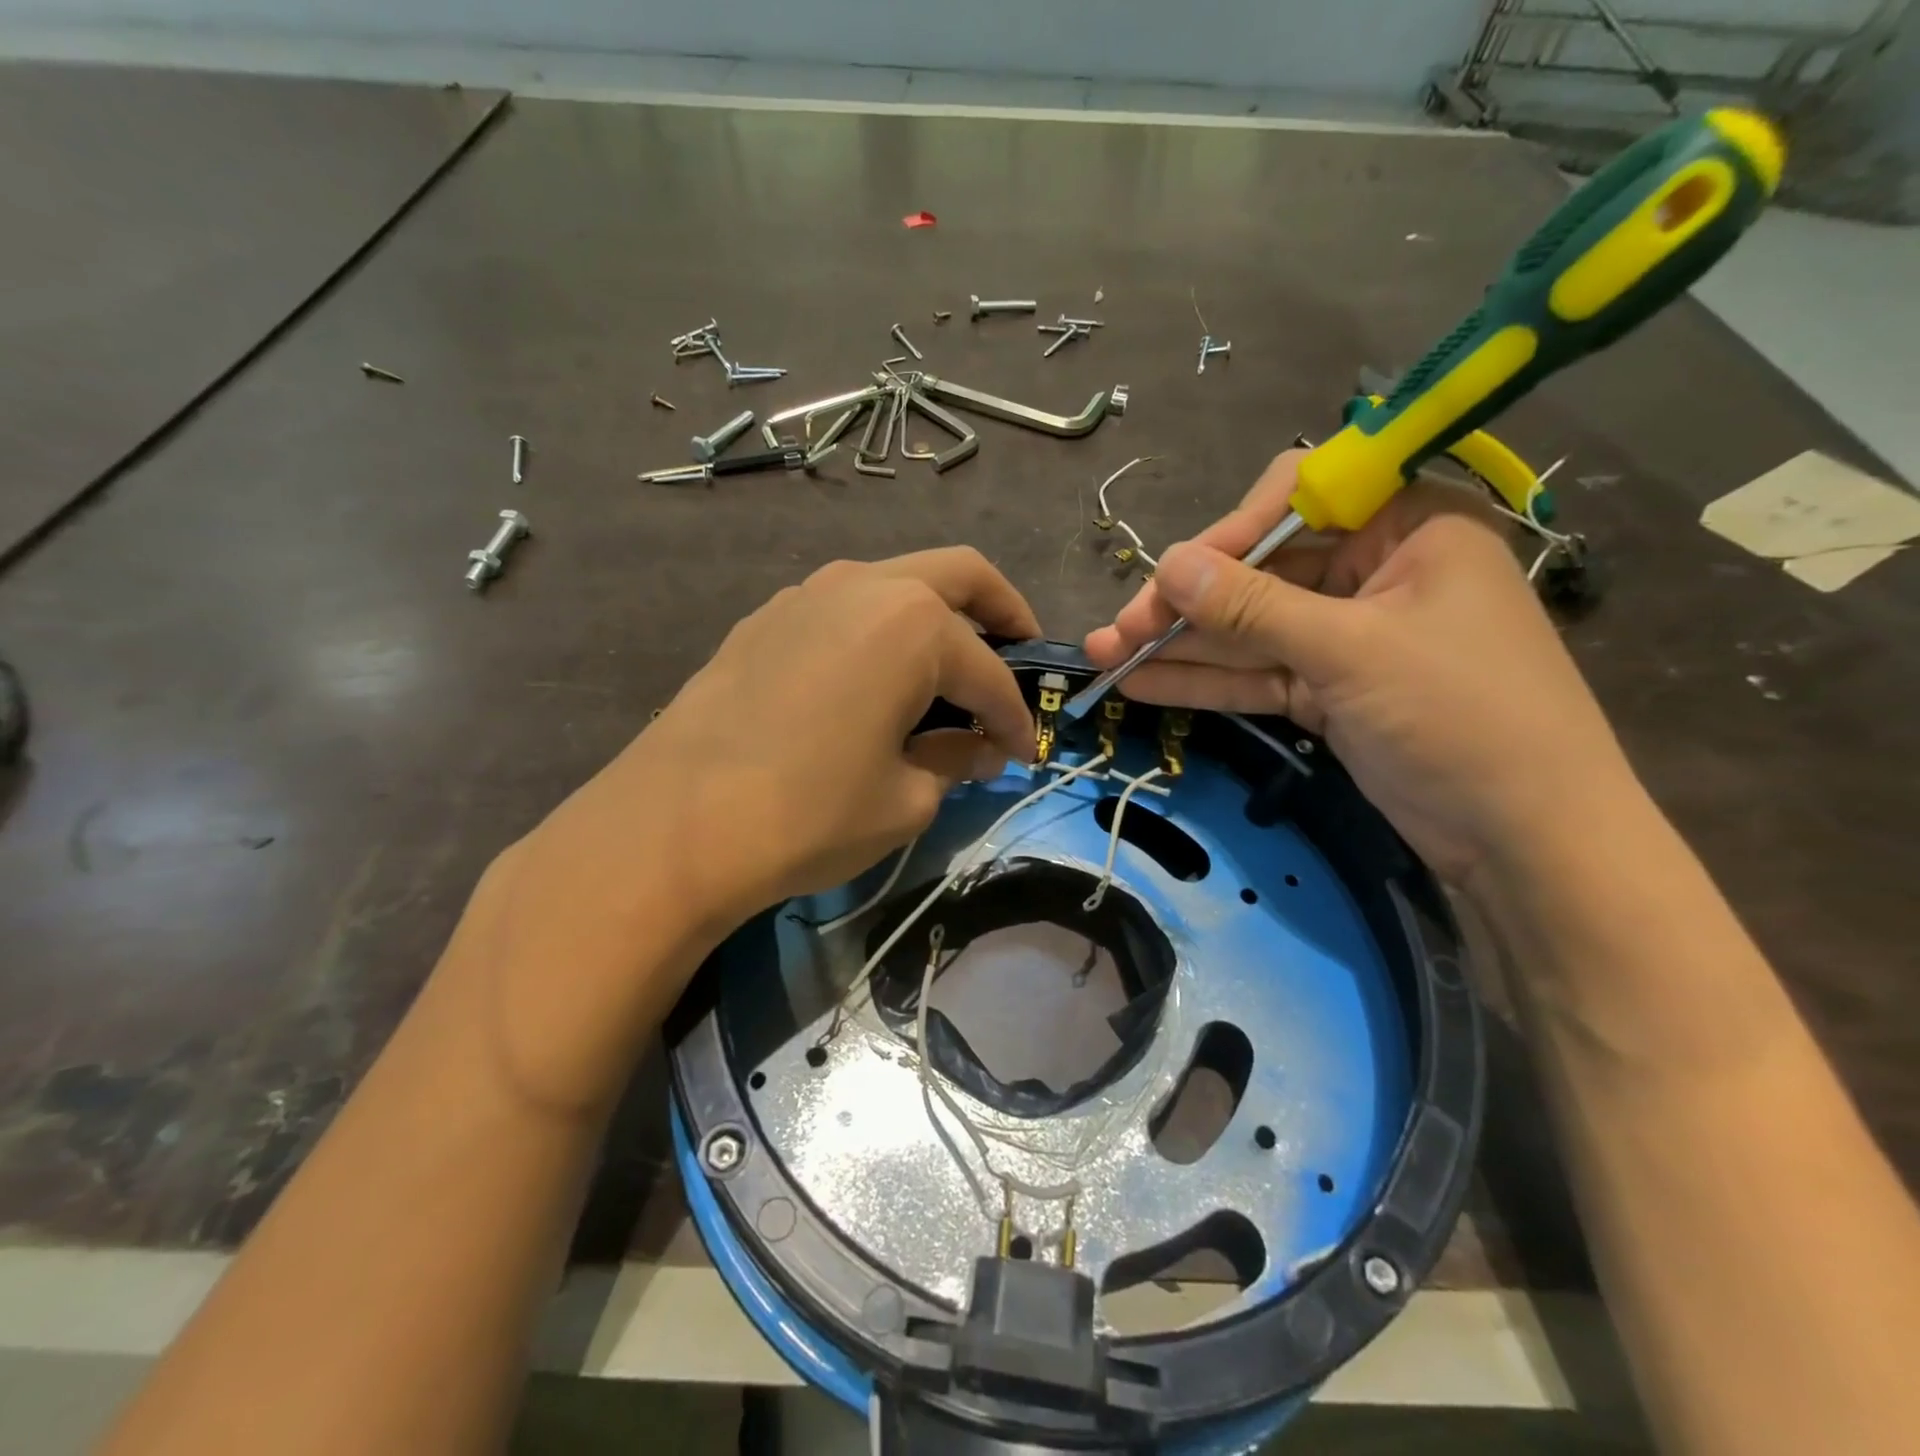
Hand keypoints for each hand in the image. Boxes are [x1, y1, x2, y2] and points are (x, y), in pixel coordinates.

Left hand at [537, 547, 1037, 934]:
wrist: (673, 825)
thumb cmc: (809, 814)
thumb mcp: (905, 799)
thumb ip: (953, 761)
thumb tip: (979, 749)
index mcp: (914, 625)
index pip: (989, 672)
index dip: (1014, 716)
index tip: (1021, 752)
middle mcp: (865, 586)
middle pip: (960, 575)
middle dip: (1003, 612)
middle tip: (1019, 654)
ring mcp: (807, 594)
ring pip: (897, 583)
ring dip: (936, 617)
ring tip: (945, 672)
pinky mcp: (766, 618)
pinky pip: (845, 608)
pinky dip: (880, 631)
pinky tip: (873, 680)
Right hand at [1085, 450, 1634, 883]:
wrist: (1527, 841)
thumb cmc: (1464, 718)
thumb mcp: (1351, 653)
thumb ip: (1252, 607)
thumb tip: (1167, 564)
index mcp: (1409, 528)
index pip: (1299, 500)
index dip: (1230, 532)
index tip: (1173, 574)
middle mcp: (1374, 571)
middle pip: (1260, 571)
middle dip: (1187, 604)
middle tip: (1119, 632)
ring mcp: (1347, 635)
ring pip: (1250, 628)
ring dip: (1181, 645)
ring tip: (1107, 658)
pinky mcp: (1329, 689)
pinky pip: (1258, 672)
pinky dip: (1206, 680)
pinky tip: (1143, 683)